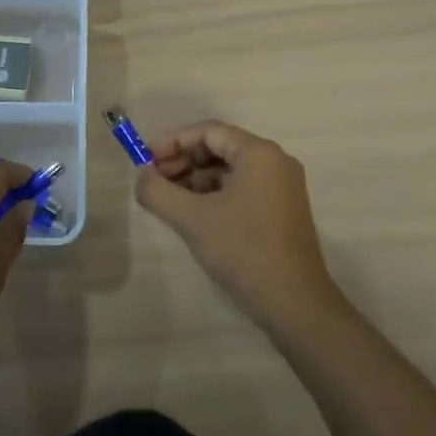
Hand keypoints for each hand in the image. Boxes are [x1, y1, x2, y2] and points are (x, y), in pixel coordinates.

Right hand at [134, 121, 342, 330]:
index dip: (173, 141)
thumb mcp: (192, 219)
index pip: (208, 131)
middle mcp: (275, 162)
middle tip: (153, 180)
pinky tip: (192, 214)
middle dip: (183, 161)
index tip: (145, 159)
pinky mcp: (281, 211)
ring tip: (167, 199)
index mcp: (259, 153)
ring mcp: (281, 188)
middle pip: (219, 148)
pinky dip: (213, 195)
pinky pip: (241, 189)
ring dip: (195, 179)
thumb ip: (158, 191)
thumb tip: (140, 177)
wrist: (294, 304)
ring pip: (229, 170)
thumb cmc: (243, 250)